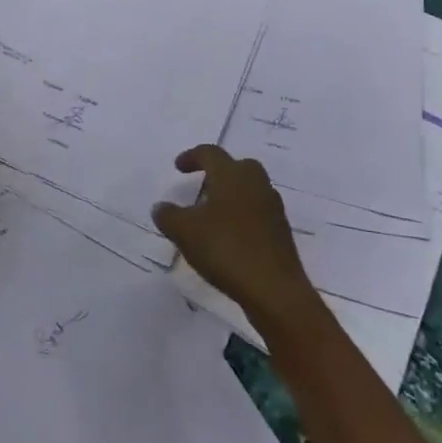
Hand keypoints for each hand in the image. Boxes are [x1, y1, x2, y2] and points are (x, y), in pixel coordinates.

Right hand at [153, 146, 319, 329]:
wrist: (274, 289)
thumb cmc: (226, 248)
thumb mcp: (184, 232)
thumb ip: (168, 215)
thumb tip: (160, 207)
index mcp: (232, 175)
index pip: (210, 153)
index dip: (192, 157)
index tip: (178, 167)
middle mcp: (255, 183)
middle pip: (237, 166)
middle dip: (218, 172)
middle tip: (201, 186)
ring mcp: (272, 208)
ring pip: (250, 190)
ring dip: (231, 195)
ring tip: (212, 214)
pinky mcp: (281, 232)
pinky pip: (257, 213)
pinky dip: (242, 216)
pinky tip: (229, 237)